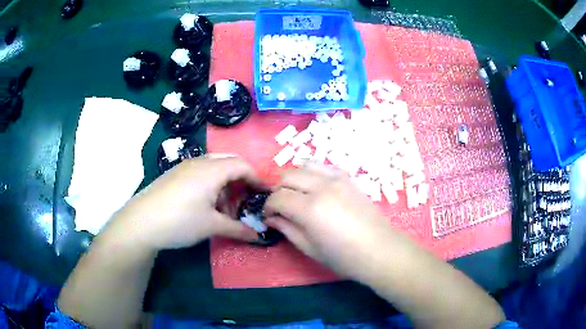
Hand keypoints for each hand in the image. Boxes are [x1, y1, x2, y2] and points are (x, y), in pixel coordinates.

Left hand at [111, 155, 260, 250]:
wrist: (141, 222)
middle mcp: (199, 162)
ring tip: (224, 208)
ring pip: (214, 167)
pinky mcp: (175, 174)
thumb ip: (238, 229)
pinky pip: (201, 172)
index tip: (265, 194)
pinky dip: (211, 184)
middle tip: (245, 200)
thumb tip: (260, 237)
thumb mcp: (212, 226)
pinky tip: (205, 204)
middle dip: (242, 179)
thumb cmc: (180, 221)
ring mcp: (185, 166)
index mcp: (212, 170)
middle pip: (229, 162)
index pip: (243, 166)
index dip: (257, 178)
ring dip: (225, 183)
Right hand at [264, 163, 399, 282]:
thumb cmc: (344, 257)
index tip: (268, 216)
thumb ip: (287, 229)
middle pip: (287, 176)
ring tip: (295, 194)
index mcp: (310, 209)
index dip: (268, 207)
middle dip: (277, 190)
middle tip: (280, 206)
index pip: (278, 198)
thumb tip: (272, 219)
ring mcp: (337, 179)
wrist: (380, 250)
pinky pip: (323, 167)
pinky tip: (314, 187)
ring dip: (294, 178)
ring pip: (304, 165)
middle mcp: (321, 187)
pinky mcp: (348, 178)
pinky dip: (312, 173)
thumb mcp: (310, 248)